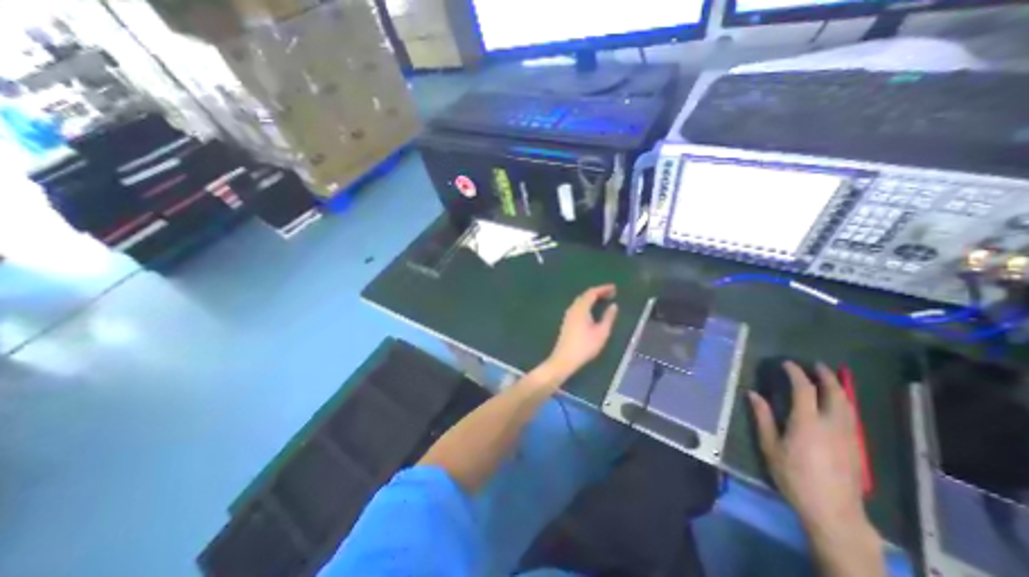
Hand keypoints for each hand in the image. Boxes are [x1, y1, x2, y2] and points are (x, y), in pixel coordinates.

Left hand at [547, 284, 618, 383]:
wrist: (564, 358)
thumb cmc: (585, 346)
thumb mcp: (601, 332)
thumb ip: (608, 317)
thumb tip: (614, 305)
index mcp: (581, 308)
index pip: (592, 292)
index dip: (603, 289)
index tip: (614, 288)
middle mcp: (573, 308)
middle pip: (585, 295)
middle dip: (598, 292)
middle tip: (611, 294)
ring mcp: (568, 315)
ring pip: (580, 301)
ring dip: (591, 298)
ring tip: (603, 300)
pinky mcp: (567, 321)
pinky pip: (578, 307)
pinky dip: (587, 304)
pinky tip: (592, 311)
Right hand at [750, 362, 865, 533]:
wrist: (833, 511)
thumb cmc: (794, 476)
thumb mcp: (770, 446)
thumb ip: (763, 418)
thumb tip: (753, 394)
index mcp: (807, 423)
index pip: (804, 389)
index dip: (796, 373)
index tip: (787, 364)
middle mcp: (832, 425)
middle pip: (835, 394)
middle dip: (826, 377)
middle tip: (816, 365)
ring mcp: (848, 437)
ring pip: (848, 405)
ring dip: (838, 388)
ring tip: (829, 379)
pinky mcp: (856, 447)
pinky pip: (852, 417)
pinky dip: (844, 403)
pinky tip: (837, 405)